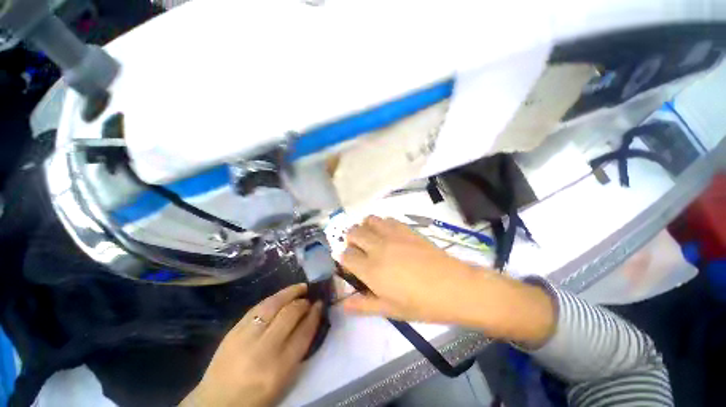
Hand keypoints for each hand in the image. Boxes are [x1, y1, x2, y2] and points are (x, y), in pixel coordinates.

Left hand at [181, 284, 321, 406]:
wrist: (217, 402)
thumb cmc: (256, 396)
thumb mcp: (284, 379)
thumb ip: (299, 348)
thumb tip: (310, 319)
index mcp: (279, 368)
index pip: (304, 332)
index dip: (315, 315)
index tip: (320, 304)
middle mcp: (263, 349)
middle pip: (290, 314)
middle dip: (303, 303)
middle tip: (310, 298)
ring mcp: (245, 337)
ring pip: (273, 304)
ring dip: (290, 292)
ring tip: (300, 288)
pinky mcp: (233, 330)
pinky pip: (258, 306)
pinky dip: (274, 298)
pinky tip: (281, 295)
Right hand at [340, 216, 554, 345]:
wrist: (454, 287)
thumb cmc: (421, 304)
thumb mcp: (390, 310)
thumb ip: (363, 305)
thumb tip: (343, 304)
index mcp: (371, 269)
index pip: (346, 255)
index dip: (344, 258)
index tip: (349, 263)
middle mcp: (377, 247)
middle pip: (353, 232)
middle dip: (351, 239)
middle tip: (358, 248)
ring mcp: (392, 235)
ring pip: (368, 220)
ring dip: (365, 227)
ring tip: (371, 237)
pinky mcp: (406, 229)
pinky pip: (387, 219)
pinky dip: (381, 223)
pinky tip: (387, 233)